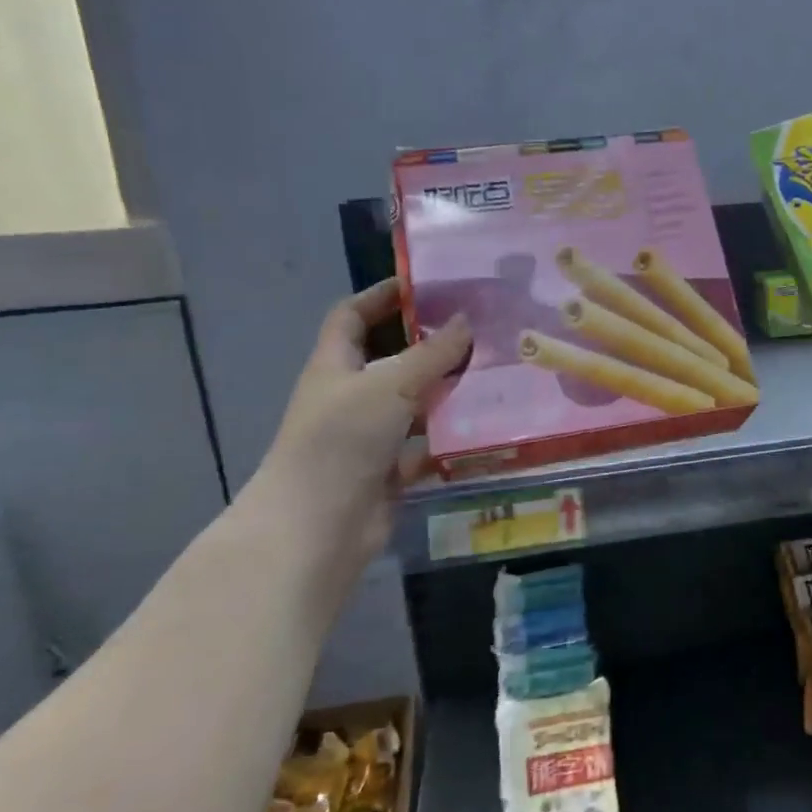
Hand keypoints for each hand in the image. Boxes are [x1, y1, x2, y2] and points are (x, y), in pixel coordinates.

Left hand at [246, 280, 470, 574]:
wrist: (318, 526)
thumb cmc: (343, 440)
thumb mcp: (390, 385)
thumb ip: (432, 354)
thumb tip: (468, 320)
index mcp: (335, 365)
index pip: (351, 316)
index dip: (380, 296)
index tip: (423, 285)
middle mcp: (350, 396)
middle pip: (391, 359)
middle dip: (430, 345)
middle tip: (478, 331)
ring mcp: (369, 436)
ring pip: (413, 403)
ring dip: (447, 391)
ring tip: (494, 375)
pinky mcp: (389, 471)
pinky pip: (425, 445)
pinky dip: (450, 437)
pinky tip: (487, 426)